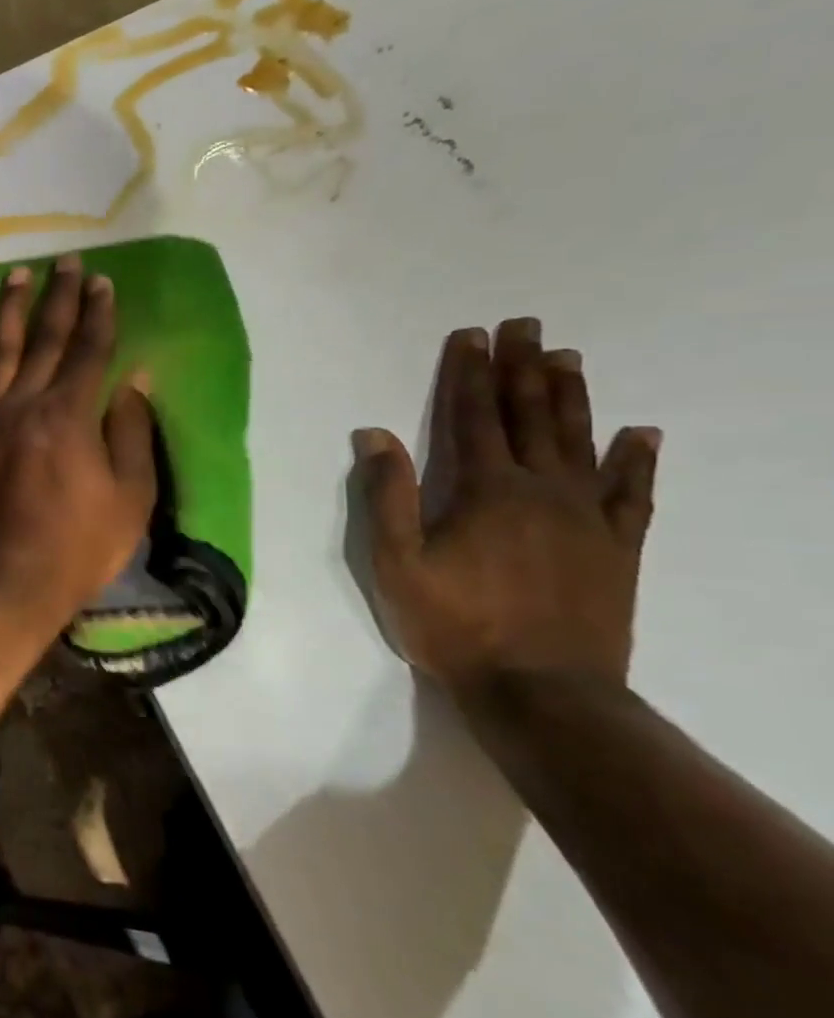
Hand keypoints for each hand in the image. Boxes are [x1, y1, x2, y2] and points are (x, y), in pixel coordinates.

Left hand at [0, 254, 155, 632]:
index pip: (89, 351)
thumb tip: (133, 381)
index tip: (102, 280)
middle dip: (58, 297)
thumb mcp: (130, 496)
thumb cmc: (81, 545)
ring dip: (8, 313)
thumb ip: (131, 432)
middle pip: (45, 340)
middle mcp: (25, 405)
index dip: (99, 314)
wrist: (11, 580)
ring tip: (13, 277)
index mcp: (70, 415)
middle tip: (64, 261)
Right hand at [354, 319, 660, 698]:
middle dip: (523, 368)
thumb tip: (374, 434)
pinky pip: (634, 493)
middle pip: (530, 417)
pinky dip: (637, 460)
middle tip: (525, 326)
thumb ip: (388, 496)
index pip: (474, 417)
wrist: (542, 691)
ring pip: (581, 442)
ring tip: (568, 358)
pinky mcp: (618, 548)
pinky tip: (641, 434)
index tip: (470, 336)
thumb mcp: (396, 563)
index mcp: (485, 491)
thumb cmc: (454, 624)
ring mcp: (587, 518)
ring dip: (572, 397)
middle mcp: (542, 491)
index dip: (469, 374)